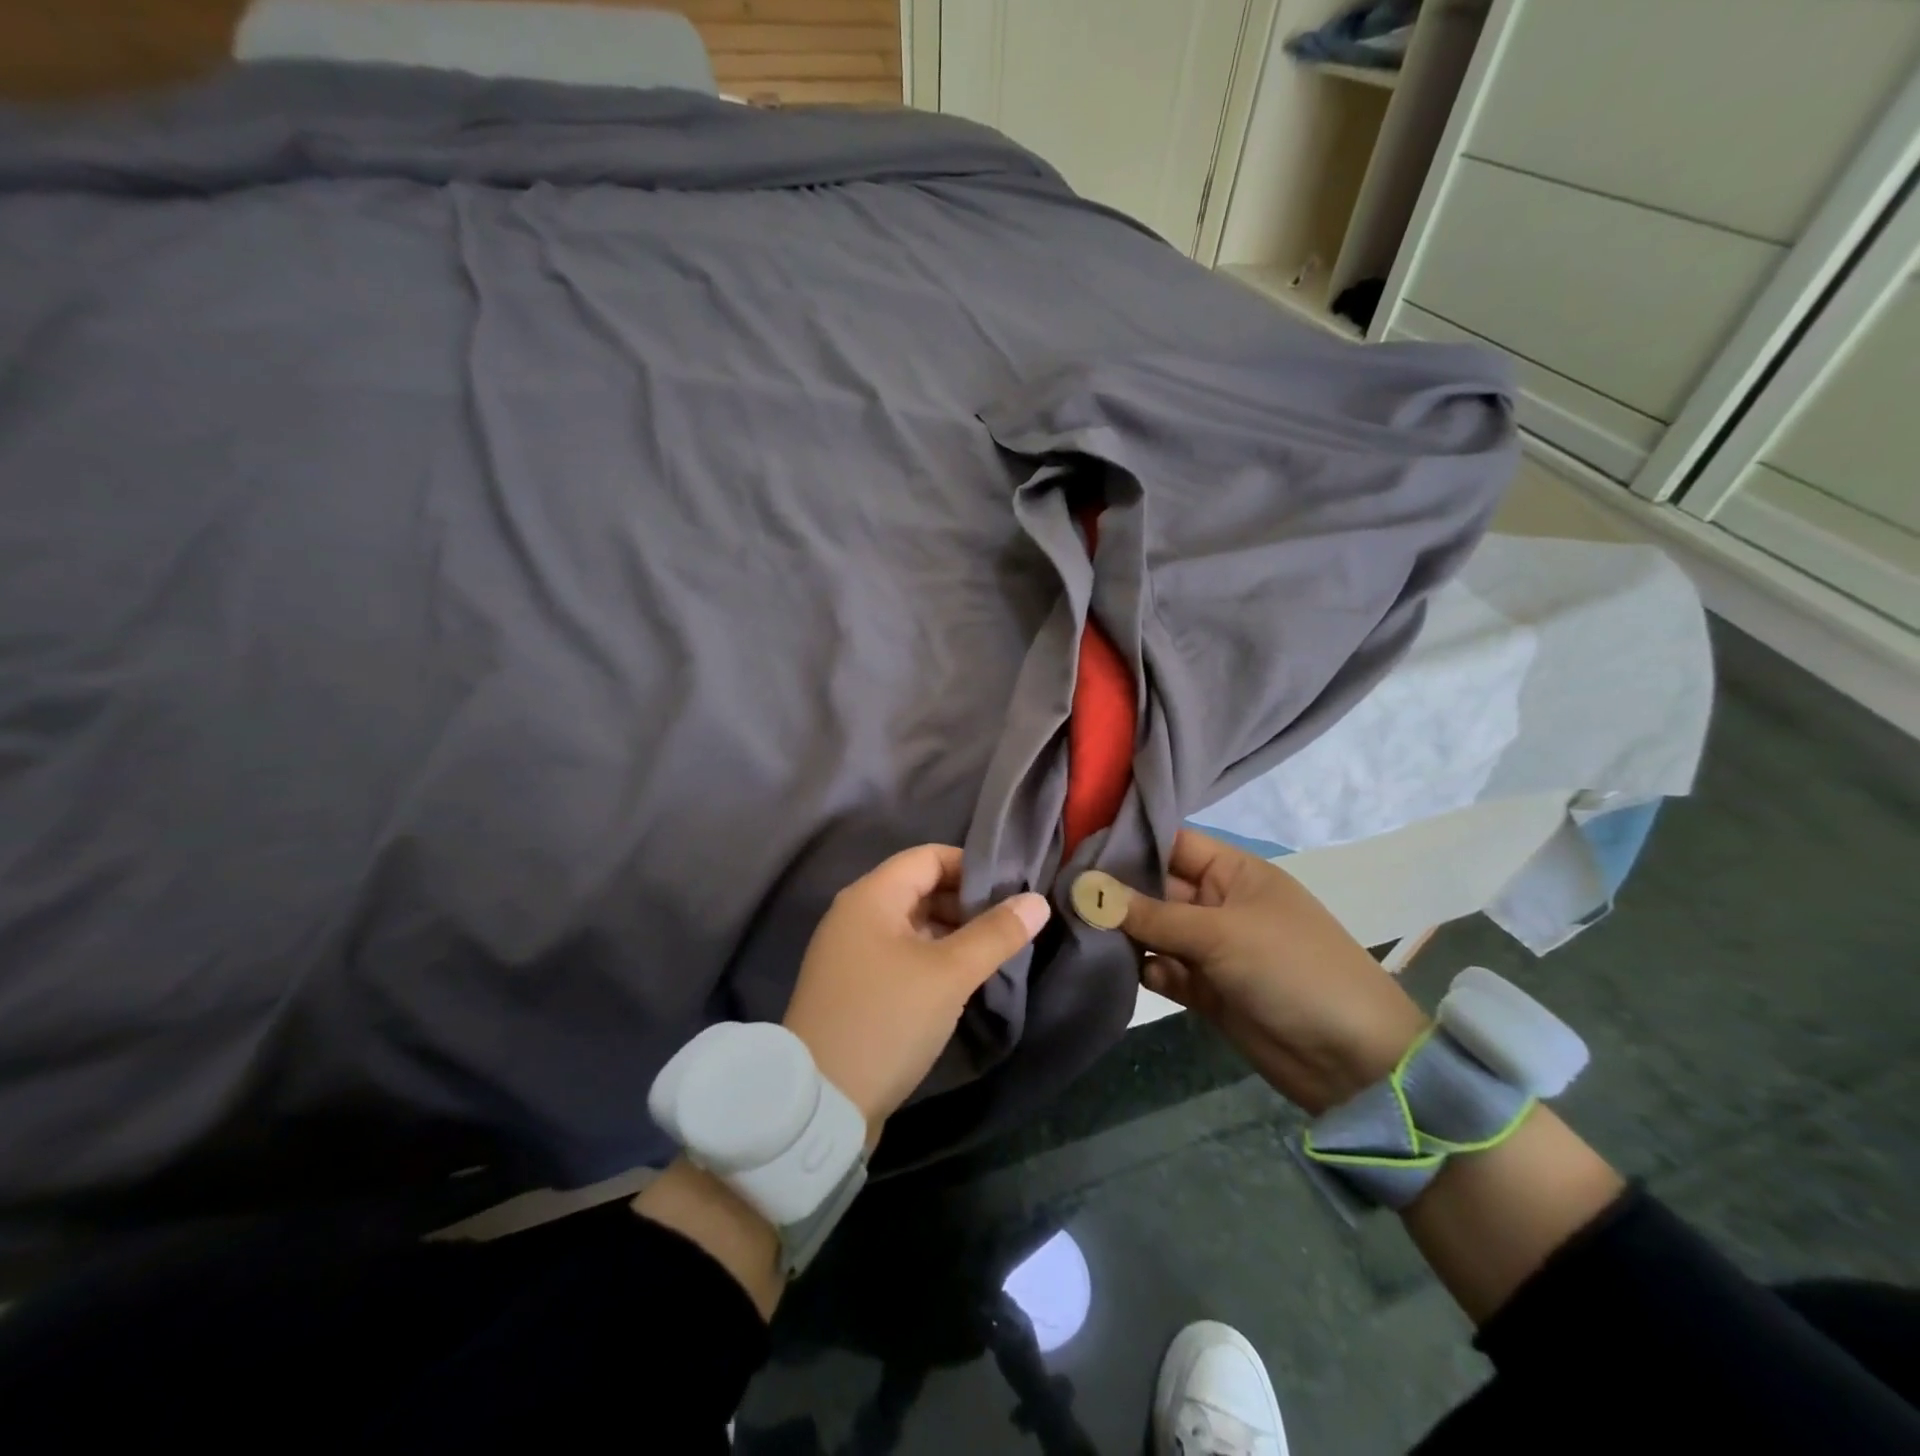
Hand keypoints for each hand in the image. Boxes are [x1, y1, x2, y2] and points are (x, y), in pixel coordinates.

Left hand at [782, 844, 1050, 1142]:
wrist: (820, 1103)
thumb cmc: (887, 1020)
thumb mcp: (949, 974)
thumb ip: (995, 933)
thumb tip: (1036, 901)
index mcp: (871, 896)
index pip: (928, 857)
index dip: (971, 866)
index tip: (1012, 889)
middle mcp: (855, 915)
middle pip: (919, 888)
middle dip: (966, 902)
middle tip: (1010, 924)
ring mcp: (850, 953)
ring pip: (911, 925)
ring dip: (951, 933)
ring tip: (993, 952)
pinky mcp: (852, 987)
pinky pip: (898, 954)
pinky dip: (930, 958)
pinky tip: (959, 980)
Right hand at [1086, 829, 1428, 1114]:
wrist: (1352, 1061)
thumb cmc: (1292, 970)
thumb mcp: (1221, 933)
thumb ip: (1150, 914)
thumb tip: (1085, 888)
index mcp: (1234, 872)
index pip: (1172, 843)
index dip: (1129, 841)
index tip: (1075, 844)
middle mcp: (1219, 903)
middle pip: (1156, 887)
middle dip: (1116, 891)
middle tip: (1061, 891)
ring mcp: (1213, 948)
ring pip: (1155, 931)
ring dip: (1125, 933)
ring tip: (1079, 931)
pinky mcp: (1207, 990)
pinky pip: (1165, 970)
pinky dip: (1145, 969)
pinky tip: (1123, 972)